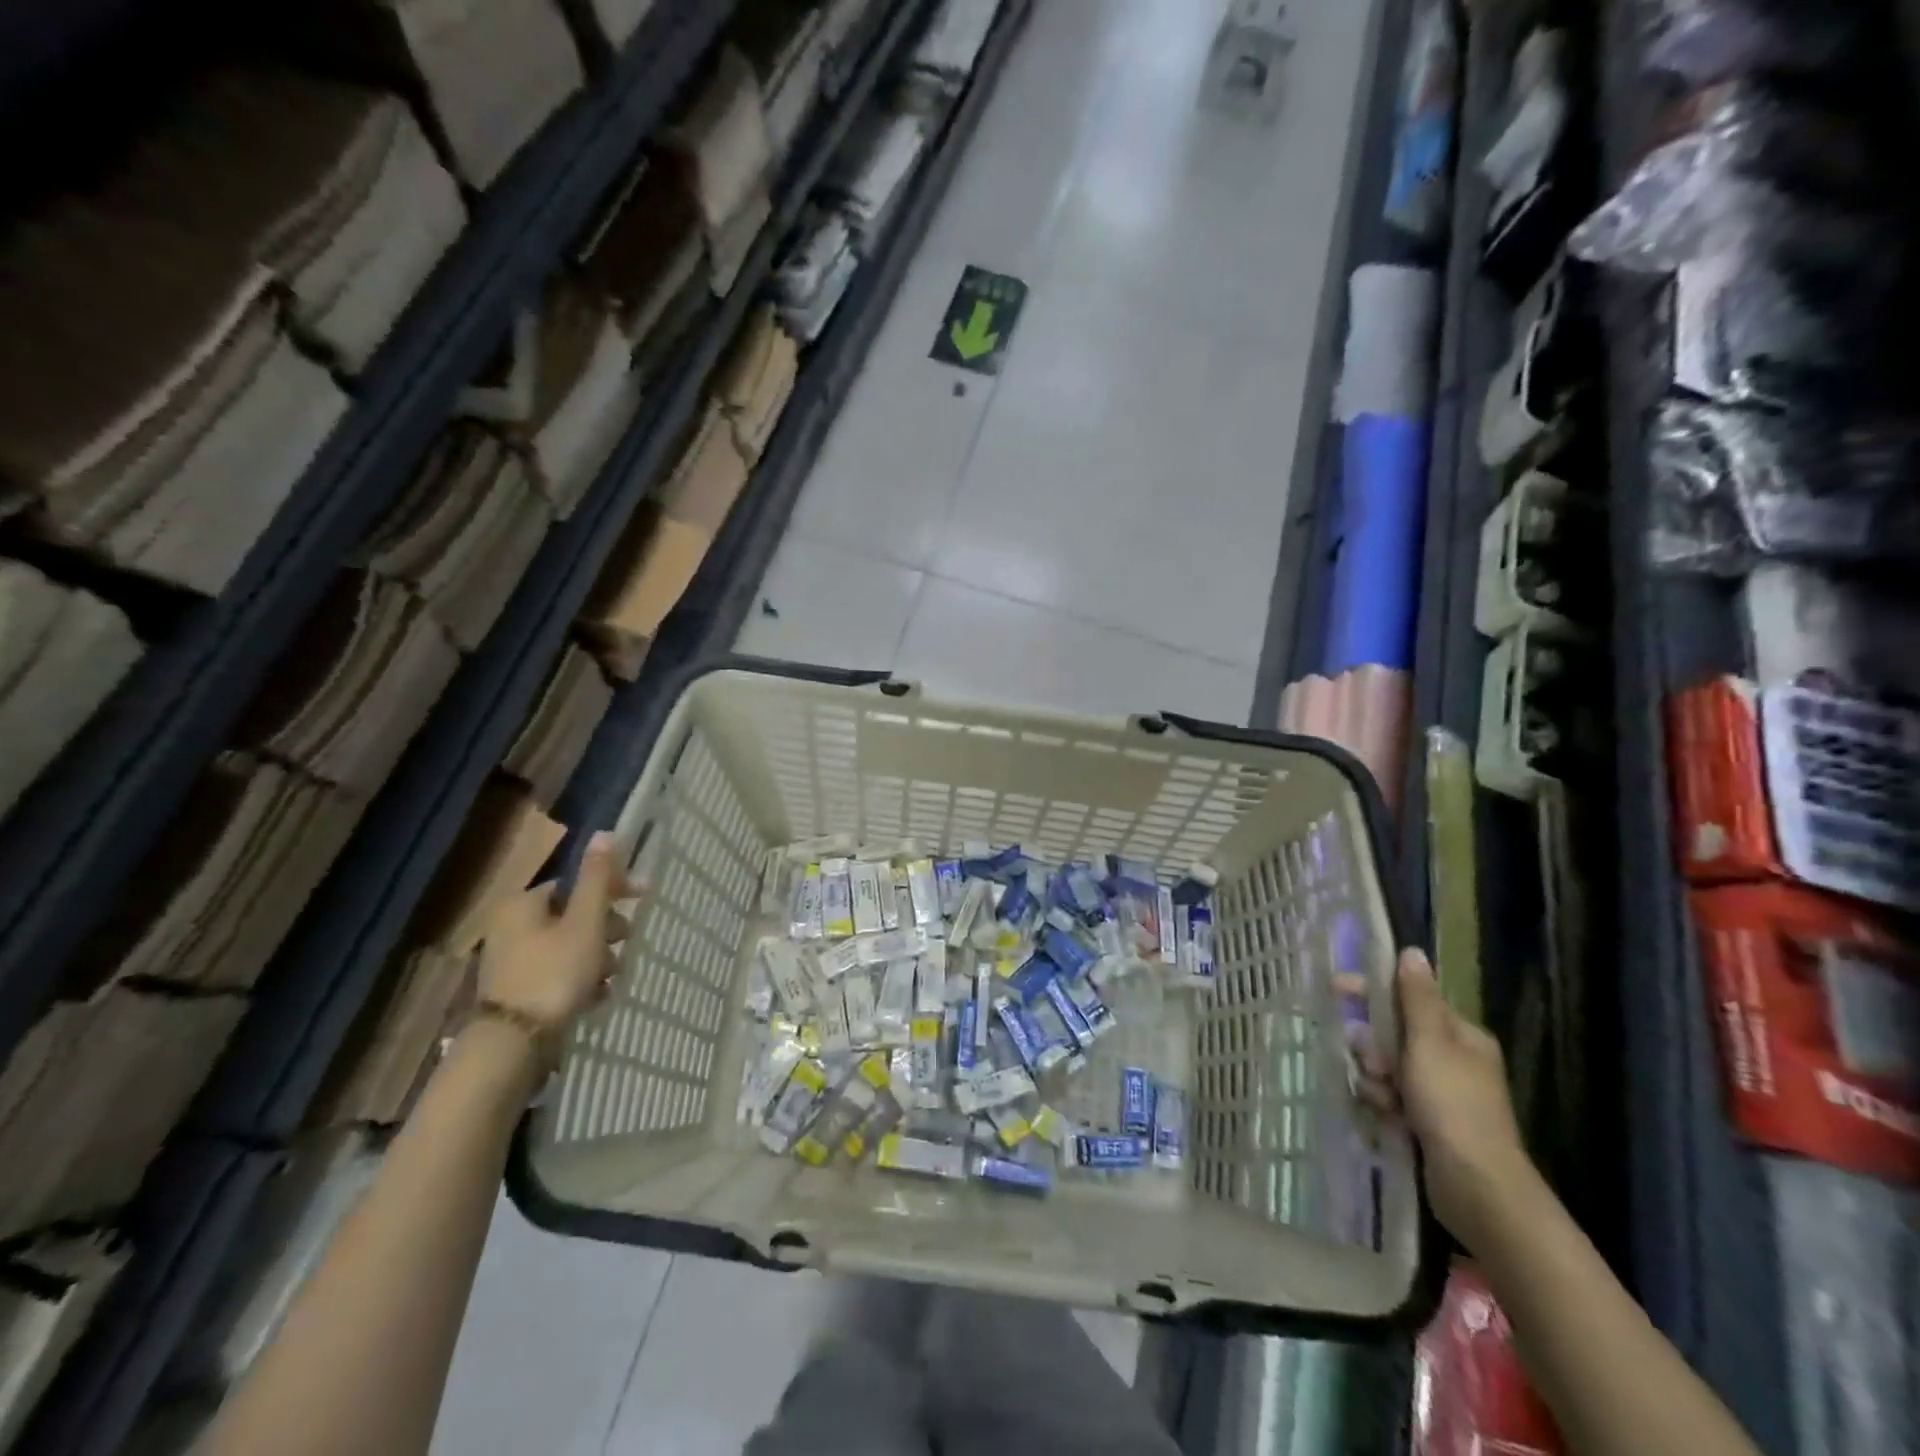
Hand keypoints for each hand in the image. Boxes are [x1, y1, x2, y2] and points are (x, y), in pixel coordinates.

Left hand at [476, 832, 640, 1041]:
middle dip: (606, 929)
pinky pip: (559, 973)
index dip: (612, 888)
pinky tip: (596, 996)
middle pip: (574, 915)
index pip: (576, 882)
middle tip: (624, 943)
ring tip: (610, 978)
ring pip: (570, 946)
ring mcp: (512, 961)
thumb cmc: (555, 973)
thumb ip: (597, 879)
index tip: (643, 897)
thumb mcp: (585, 922)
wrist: (513, 1045)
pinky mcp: (518, 991)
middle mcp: (511, 926)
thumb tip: (605, 833)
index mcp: (523, 904)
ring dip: (598, 957)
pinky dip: (580, 980)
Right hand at [1358, 948, 1538, 1251]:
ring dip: (1377, 1079)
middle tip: (1375, 1065)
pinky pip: (1391, 1097)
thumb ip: (1417, 998)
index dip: (1372, 992)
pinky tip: (1386, 1117)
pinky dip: (1383, 1103)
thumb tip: (1412, 951)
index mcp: (1461, 1035)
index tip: (1336, 988)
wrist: (1477, 1186)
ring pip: (1387, 1067)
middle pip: (1393, 1034)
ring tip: (1385, 1100)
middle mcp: (1453, 1059)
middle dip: (1374, 1048)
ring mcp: (1441, 1093)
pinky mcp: (1428, 1122)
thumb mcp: (1430, 1043)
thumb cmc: (1452, 1105)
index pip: (1409, 999)